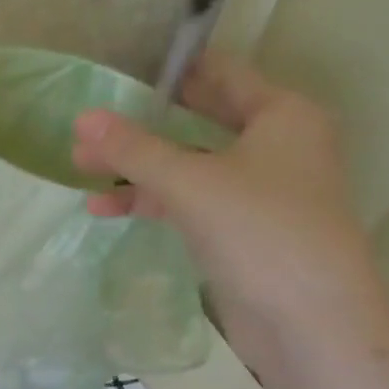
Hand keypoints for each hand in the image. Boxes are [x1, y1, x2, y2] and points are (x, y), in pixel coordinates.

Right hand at [72, 52, 388, 366]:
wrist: (308, 320)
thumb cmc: (260, 230)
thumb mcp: (189, 182)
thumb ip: (134, 149)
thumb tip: (81, 118)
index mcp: (281, 115)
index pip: (222, 74)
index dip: (172, 69)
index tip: (121, 68)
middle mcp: (275, 145)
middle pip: (198, 121)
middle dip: (142, 124)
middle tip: (91, 121)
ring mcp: (256, 190)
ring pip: (187, 165)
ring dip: (137, 167)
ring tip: (80, 166)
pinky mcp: (239, 229)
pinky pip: (187, 201)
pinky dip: (149, 201)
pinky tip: (103, 209)